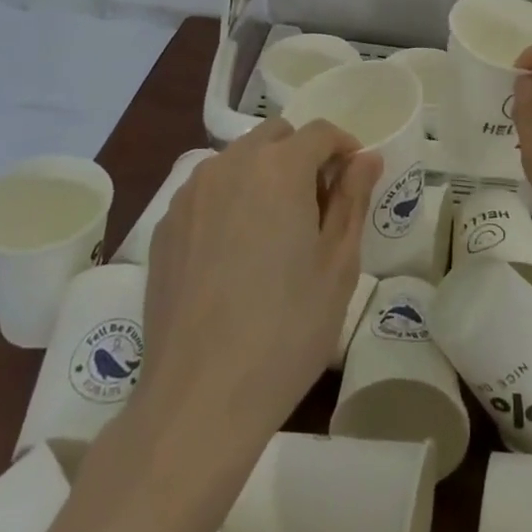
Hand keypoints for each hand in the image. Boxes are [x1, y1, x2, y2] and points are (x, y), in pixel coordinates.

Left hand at [140, 118, 379, 445]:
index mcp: (279, 168)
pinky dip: (230, 200)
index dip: (344, 148)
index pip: (320, 132)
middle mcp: (230, 165)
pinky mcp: (165, 226)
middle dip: (302, 156)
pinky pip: (208, 191)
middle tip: (316, 208)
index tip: (355, 181)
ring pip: (238, 160)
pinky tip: (235, 253)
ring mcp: (191, 194)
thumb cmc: (286, 329)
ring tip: (275, 231)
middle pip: (276, 136)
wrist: (199, 399)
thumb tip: (366, 157)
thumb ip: (353, 198)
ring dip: (264, 174)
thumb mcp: (338, 264)